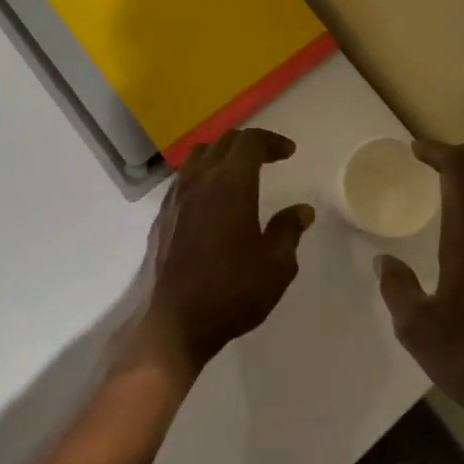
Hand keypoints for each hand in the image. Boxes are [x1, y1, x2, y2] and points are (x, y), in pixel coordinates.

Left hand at [135, 128, 314, 372]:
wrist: (172, 322)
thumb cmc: (230, 293)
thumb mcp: (275, 267)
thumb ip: (288, 231)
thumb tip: (301, 210)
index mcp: (230, 184)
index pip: (250, 142)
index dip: (271, 141)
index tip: (288, 152)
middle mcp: (199, 180)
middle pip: (223, 142)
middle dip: (249, 143)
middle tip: (269, 157)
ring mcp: (176, 196)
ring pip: (199, 155)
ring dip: (222, 153)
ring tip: (238, 170)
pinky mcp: (162, 214)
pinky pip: (184, 177)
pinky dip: (202, 173)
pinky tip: (211, 196)